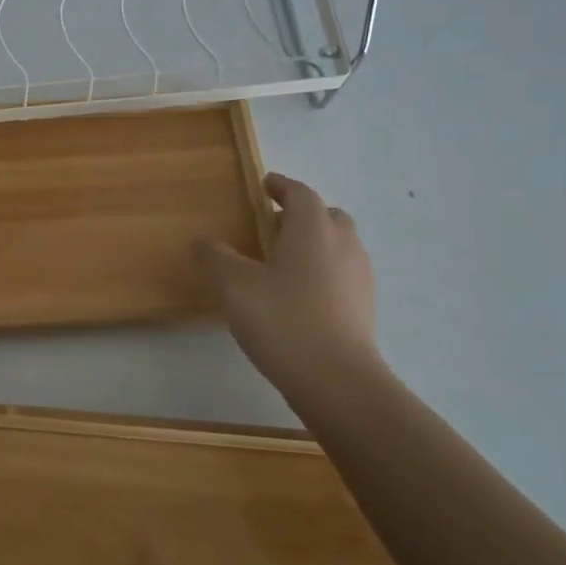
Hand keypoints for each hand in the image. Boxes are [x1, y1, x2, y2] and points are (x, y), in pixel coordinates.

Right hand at [193, 173, 382, 408]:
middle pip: (325, 216)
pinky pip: (341, 273)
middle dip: (300, 214)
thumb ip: (215, 257)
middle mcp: (343, 244)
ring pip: (337, 245)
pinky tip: (297, 294)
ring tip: (281, 261)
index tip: (264, 184)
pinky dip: (321, 270)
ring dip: (312, 242)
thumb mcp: (234, 286)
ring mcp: (359, 276)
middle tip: (270, 225)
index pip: (300, 193)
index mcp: (313, 229)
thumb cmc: (282, 321)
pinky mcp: (363, 306)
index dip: (280, 186)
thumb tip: (202, 240)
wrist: (336, 380)